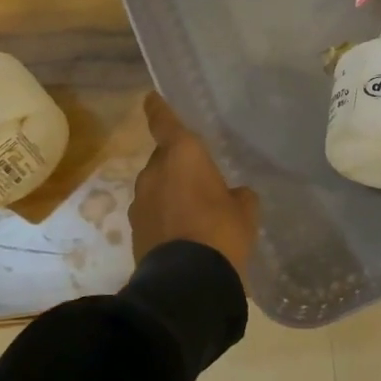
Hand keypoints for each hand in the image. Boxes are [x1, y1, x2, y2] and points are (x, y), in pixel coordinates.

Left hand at [130, 92, 260, 280]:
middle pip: (164, 158)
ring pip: (157, 186)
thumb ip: (238, 195)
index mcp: (183, 155)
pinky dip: (165, 217)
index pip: (165, 121)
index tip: (151, 98)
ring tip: (195, 213)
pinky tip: (184, 234)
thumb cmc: (221, 232)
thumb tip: (234, 195)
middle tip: (202, 180)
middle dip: (179, 165)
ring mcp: (140, 201)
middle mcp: (154, 171)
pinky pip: (153, 212)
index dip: (159, 108)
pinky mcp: (135, 230)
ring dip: (171, 193)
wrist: (187, 283)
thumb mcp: (245, 211)